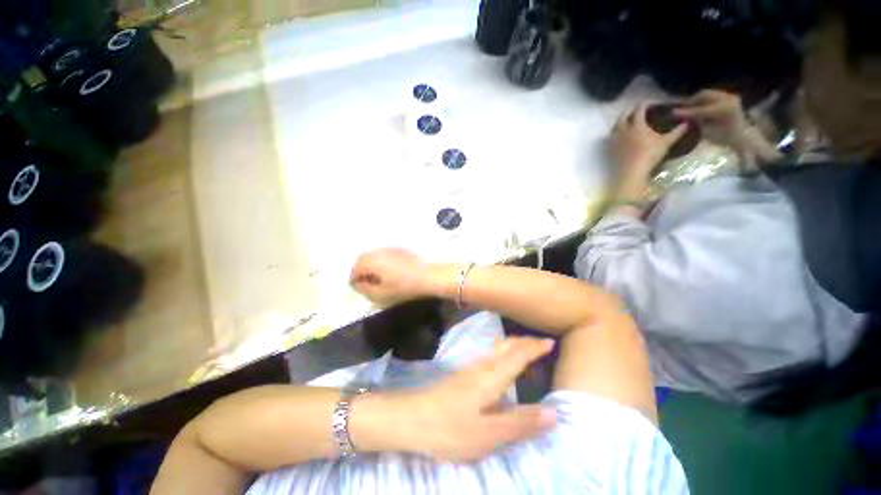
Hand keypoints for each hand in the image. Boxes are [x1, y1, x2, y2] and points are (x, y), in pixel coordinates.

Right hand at [350, 248, 432, 304]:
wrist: (429, 276)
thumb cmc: (404, 287)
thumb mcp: (381, 295)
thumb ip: (364, 289)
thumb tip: (357, 284)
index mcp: (371, 261)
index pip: (354, 270)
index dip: (355, 281)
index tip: (362, 290)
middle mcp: (379, 251)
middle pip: (362, 260)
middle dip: (362, 272)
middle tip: (368, 285)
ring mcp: (390, 248)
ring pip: (374, 256)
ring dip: (372, 266)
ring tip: (379, 279)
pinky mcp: (400, 249)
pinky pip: (384, 255)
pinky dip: (382, 263)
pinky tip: (390, 273)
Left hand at [397, 337, 557, 462]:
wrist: (413, 418)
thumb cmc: (451, 428)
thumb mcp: (489, 434)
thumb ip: (521, 423)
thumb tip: (554, 413)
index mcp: (492, 377)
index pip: (519, 355)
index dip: (535, 348)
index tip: (551, 341)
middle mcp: (483, 367)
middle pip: (507, 346)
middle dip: (525, 342)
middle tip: (542, 343)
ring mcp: (471, 369)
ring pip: (497, 349)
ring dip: (514, 346)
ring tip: (526, 350)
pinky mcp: (464, 375)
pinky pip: (490, 356)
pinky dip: (503, 353)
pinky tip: (501, 364)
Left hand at [611, 103, 686, 200]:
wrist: (632, 171)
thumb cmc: (650, 155)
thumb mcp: (666, 142)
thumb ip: (677, 132)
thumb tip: (688, 122)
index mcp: (637, 125)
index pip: (639, 109)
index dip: (644, 104)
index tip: (649, 103)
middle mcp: (623, 130)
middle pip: (623, 116)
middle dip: (629, 111)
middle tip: (635, 110)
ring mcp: (615, 140)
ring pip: (615, 126)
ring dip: (620, 122)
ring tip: (626, 122)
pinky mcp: (610, 149)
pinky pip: (610, 138)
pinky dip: (615, 134)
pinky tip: (619, 136)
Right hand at [674, 89, 748, 145]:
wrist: (742, 137)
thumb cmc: (723, 138)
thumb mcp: (707, 131)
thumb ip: (696, 120)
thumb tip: (681, 115)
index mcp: (722, 109)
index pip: (700, 108)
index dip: (686, 111)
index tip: (673, 112)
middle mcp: (727, 99)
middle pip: (704, 95)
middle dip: (691, 101)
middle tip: (681, 108)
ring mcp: (730, 96)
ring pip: (709, 94)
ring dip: (698, 100)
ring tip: (688, 107)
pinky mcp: (730, 97)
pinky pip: (714, 96)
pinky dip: (705, 100)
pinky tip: (698, 107)